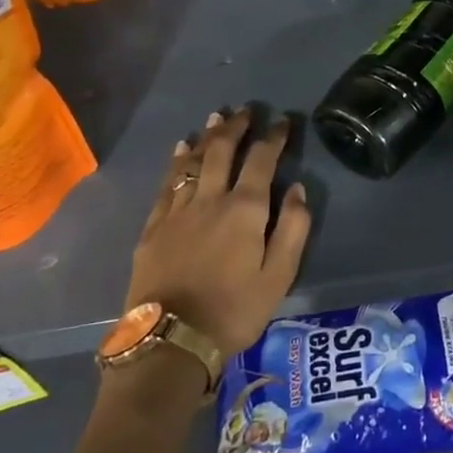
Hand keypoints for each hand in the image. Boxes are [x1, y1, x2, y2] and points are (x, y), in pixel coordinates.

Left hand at [124, 109, 311, 358]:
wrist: (171, 342)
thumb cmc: (234, 310)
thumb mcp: (280, 276)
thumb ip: (293, 228)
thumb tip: (298, 189)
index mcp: (245, 209)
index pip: (262, 160)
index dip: (274, 137)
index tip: (282, 122)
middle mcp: (211, 199)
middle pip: (223, 150)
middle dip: (236, 126)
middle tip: (246, 110)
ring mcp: (178, 210)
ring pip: (194, 161)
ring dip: (207, 136)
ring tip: (216, 117)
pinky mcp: (154, 226)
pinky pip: (167, 183)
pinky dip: (177, 162)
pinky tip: (181, 149)